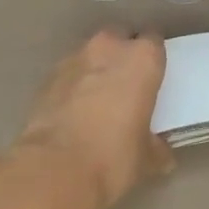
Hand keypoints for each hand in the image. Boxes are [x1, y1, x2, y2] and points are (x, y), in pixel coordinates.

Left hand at [15, 30, 173, 208]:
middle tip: (126, 86)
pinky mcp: (48, 76)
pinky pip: (69, 73)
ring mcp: (75, 58)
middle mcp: (110, 47)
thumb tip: (160, 152)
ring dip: (96, 69)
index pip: (154, 41)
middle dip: (123, 56)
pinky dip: (73, 85)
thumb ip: (156, 146)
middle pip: (121, 38)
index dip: (153, 59)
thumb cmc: (112, 158)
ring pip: (92, 54)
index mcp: (142, 59)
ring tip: (96, 101)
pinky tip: (73, 113)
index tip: (152, 78)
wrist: (53, 170)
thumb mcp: (146, 158)